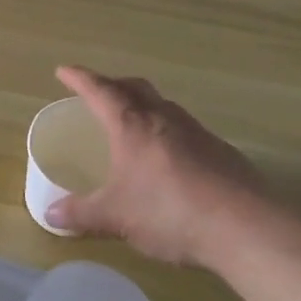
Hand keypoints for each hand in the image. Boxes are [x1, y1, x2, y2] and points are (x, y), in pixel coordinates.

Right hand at [43, 65, 283, 270]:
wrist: (248, 229)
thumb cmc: (170, 213)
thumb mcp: (116, 217)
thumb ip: (82, 214)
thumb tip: (51, 215)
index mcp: (133, 126)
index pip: (101, 91)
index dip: (80, 79)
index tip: (64, 70)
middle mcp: (165, 120)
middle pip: (137, 88)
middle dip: (114, 85)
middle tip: (99, 92)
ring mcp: (199, 134)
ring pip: (165, 106)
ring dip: (145, 106)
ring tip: (133, 123)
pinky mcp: (223, 154)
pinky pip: (187, 130)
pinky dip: (169, 132)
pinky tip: (169, 160)